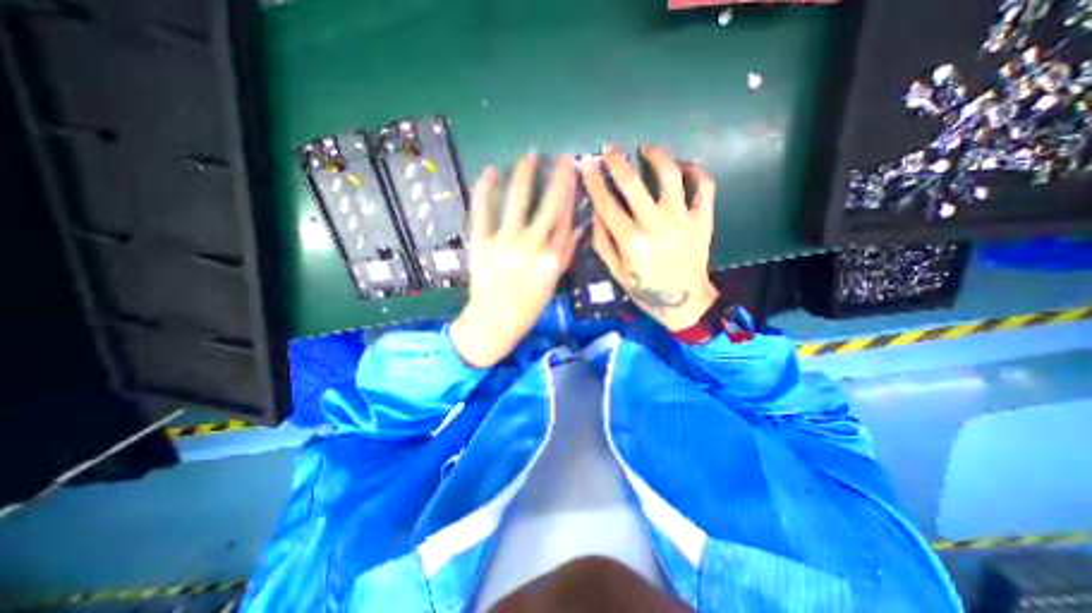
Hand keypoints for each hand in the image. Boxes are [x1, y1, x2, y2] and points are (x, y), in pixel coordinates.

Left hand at [448, 156, 574, 369]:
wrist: (493, 322)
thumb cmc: (528, 306)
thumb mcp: (553, 282)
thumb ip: (566, 251)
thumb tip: (579, 224)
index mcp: (552, 258)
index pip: (566, 215)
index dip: (571, 189)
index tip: (575, 170)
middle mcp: (531, 245)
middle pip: (548, 203)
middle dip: (556, 175)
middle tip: (560, 156)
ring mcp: (504, 242)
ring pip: (517, 200)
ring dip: (523, 174)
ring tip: (528, 157)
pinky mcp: (481, 242)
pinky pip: (482, 210)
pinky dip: (484, 189)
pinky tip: (489, 172)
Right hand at [584, 146, 721, 332]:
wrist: (684, 301)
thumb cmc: (645, 289)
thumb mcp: (615, 271)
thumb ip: (602, 241)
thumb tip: (595, 210)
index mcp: (631, 242)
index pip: (606, 203)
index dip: (594, 181)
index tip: (587, 165)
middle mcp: (655, 225)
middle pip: (633, 183)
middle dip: (617, 161)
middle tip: (610, 150)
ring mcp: (682, 219)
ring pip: (670, 175)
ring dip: (657, 156)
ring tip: (647, 149)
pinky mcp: (703, 219)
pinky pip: (704, 186)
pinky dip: (696, 171)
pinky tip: (685, 166)